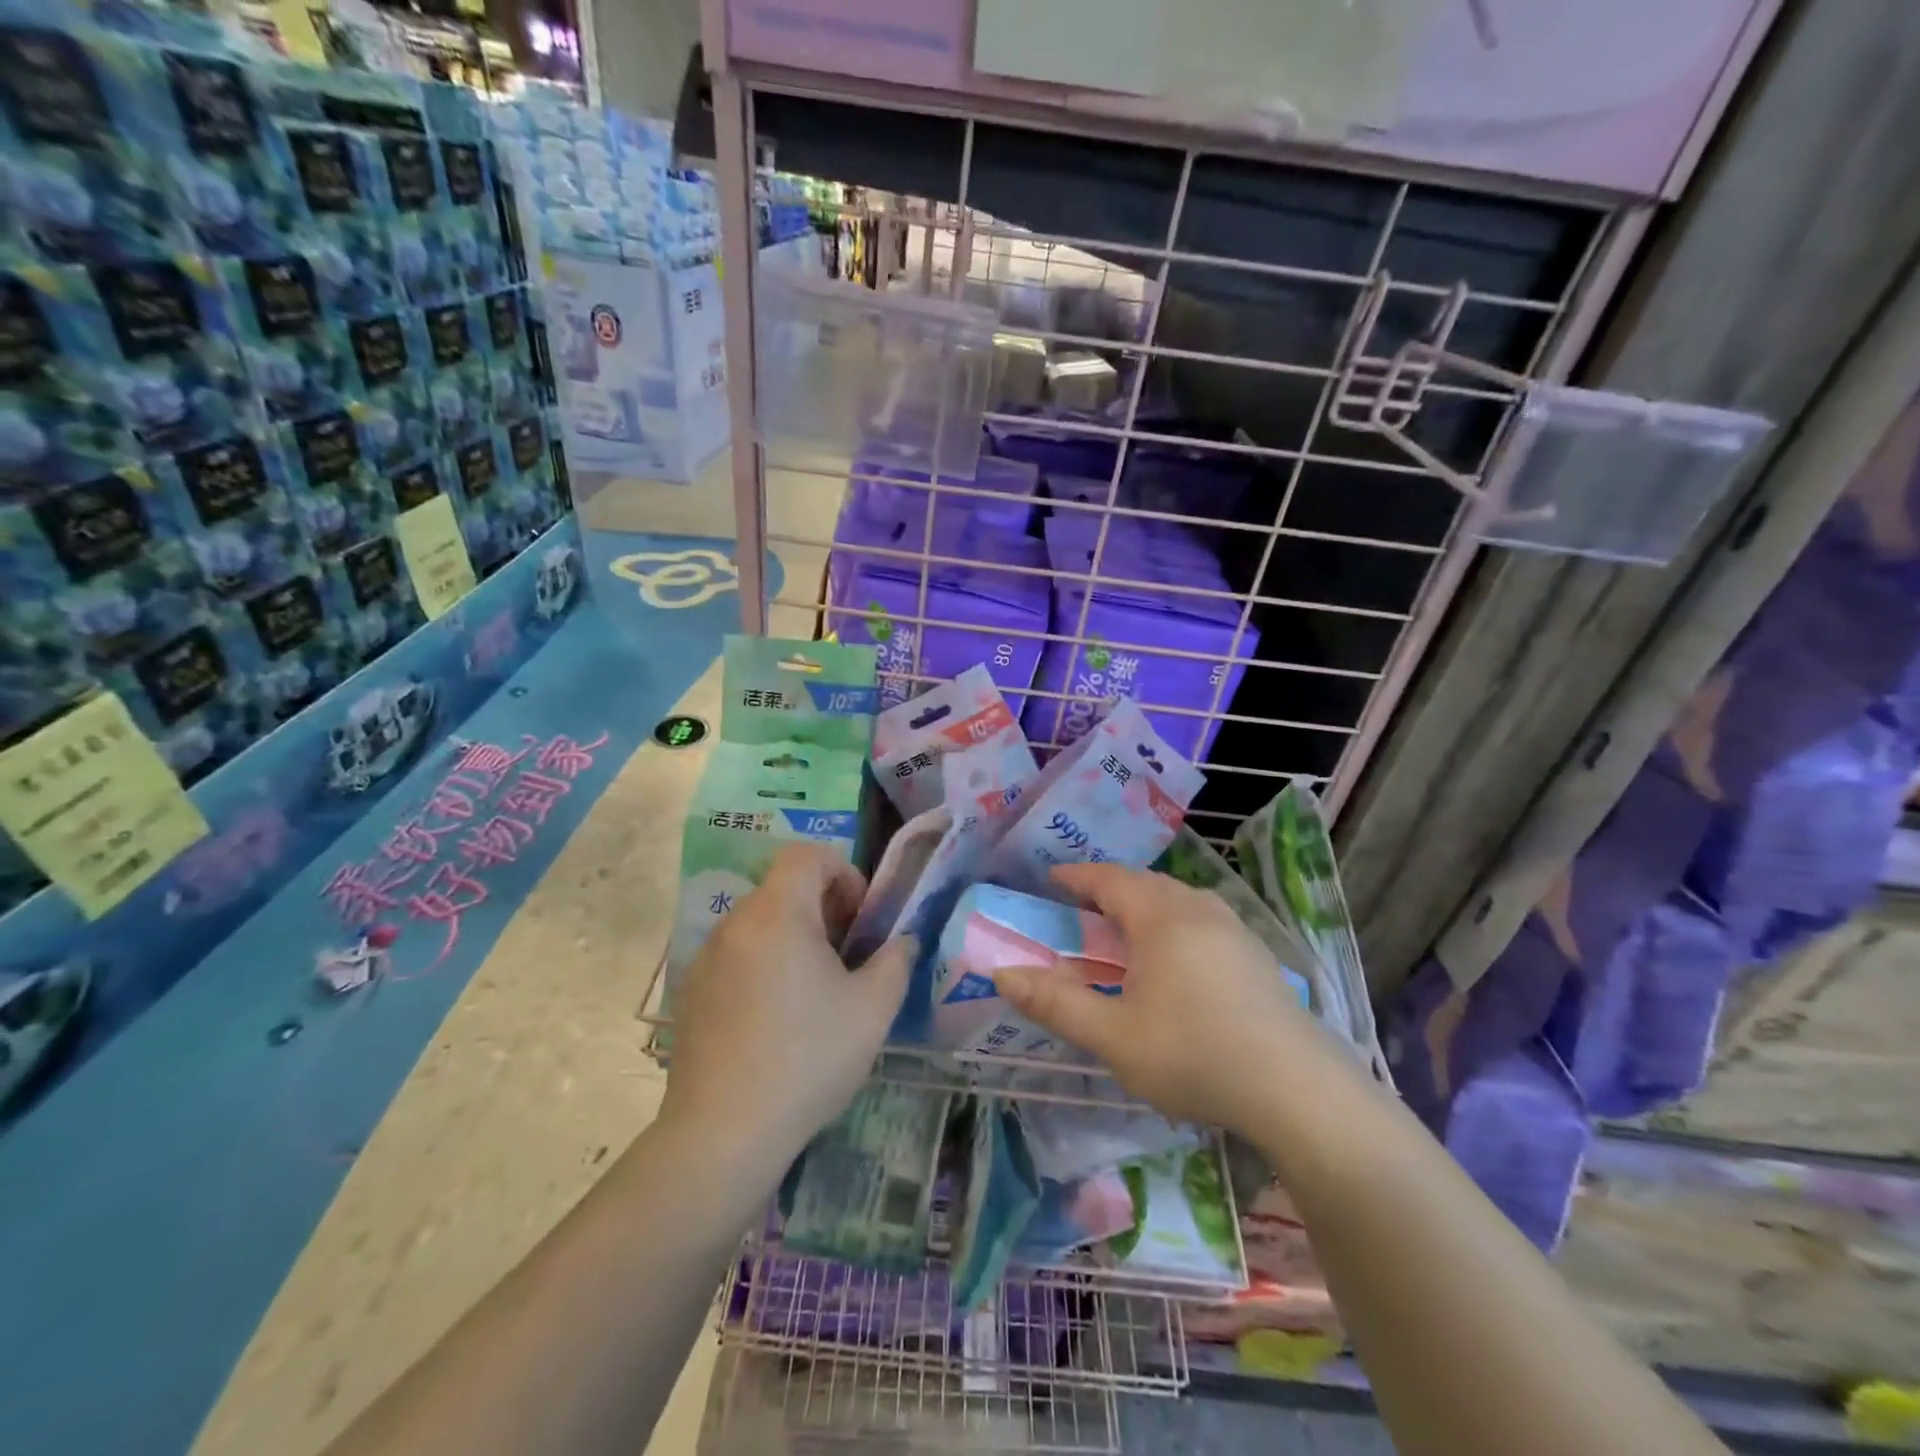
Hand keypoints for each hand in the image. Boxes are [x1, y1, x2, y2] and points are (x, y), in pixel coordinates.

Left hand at [663, 843, 912, 1165]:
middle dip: (823, 908)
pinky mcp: (692, 991)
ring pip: (760, 923)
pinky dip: (764, 963)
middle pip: (784, 888)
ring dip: (794, 937)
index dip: (842, 872)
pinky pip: (737, 954)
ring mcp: (706, 957)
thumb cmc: (807, 1058)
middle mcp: (735, 922)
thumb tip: (901, 941)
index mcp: (777, 913)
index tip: (859, 919)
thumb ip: (895, 960)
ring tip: (815, 991)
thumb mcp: (873, 1008)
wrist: (723, 1133)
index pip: (806, 855)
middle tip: (847, 957)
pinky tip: (776, 1019)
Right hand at [993, 863, 1341, 1132]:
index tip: (1050, 879)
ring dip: (1143, 904)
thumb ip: (1055, 1003)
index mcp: (1161, 917)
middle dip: (1108, 889)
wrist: (1299, 1092)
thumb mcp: (1114, 1036)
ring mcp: (1234, 929)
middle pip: (1144, 883)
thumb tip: (1002, 974)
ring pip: (1177, 900)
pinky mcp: (1256, 955)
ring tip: (1123, 930)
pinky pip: (1201, 919)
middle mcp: (1198, 909)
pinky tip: (1174, 959)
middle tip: (1080, 907)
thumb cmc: (1196, 1055)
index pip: (1109, 879)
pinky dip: (1172, 922)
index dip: (1076, 876)